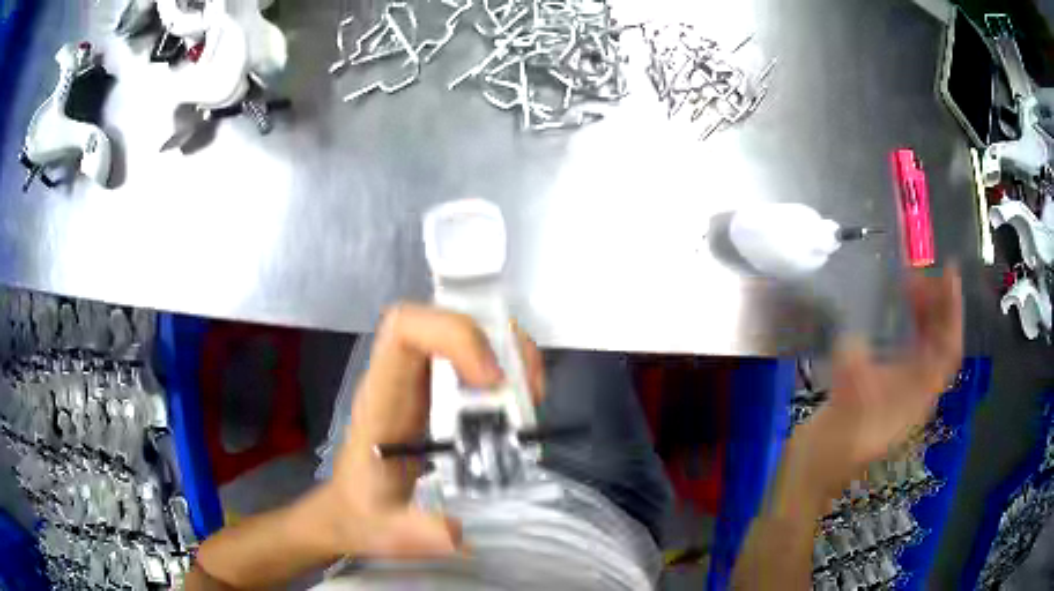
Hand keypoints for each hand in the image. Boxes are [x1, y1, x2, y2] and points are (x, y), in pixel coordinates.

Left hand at [324, 304, 545, 559]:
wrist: (351, 511)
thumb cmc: (361, 513)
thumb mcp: (385, 529)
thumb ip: (416, 532)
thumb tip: (458, 530)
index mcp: (382, 397)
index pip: (406, 328)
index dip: (455, 336)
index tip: (491, 381)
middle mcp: (400, 377)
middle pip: (443, 319)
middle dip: (496, 339)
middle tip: (528, 388)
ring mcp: (418, 381)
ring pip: (462, 332)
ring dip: (506, 351)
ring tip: (531, 395)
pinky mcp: (435, 393)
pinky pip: (471, 357)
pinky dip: (504, 368)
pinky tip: (518, 404)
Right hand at [787, 266, 963, 502]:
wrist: (814, 472)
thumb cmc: (835, 440)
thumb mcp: (845, 395)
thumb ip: (855, 359)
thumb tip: (855, 336)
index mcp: (918, 395)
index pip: (949, 347)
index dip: (952, 309)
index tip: (948, 272)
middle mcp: (918, 391)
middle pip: (940, 343)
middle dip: (935, 306)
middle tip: (918, 275)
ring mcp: (903, 392)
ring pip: (925, 347)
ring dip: (921, 315)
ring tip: (907, 287)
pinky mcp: (886, 392)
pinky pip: (908, 352)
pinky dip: (906, 329)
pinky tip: (893, 316)